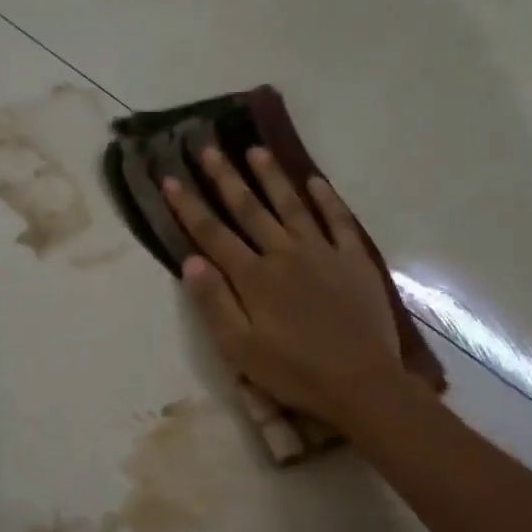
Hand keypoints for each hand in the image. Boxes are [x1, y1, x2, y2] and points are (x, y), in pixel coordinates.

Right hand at [164, 147, 419, 428]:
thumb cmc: (294, 372)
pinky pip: (339, 222)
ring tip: (255, 150)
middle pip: (249, 209)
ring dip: (272, 177)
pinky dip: (327, 200)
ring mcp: (322, 253)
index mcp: (253, 277)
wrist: (362, 384)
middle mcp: (284, 254)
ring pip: (292, 205)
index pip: (212, 234)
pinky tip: (315, 181)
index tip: (170, 178)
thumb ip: (213, 303)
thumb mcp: (240, 349)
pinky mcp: (354, 261)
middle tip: (208, 147)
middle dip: (225, 177)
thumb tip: (189, 261)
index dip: (188, 206)